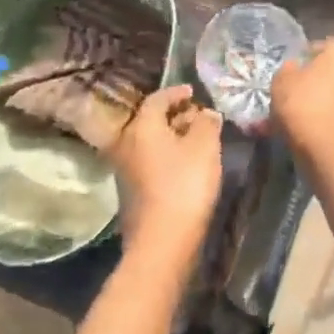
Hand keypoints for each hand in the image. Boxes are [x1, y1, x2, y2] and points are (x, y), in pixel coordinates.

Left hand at [112, 85, 223, 253]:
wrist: (162, 241)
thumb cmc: (184, 185)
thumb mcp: (204, 147)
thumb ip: (207, 123)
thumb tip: (206, 113)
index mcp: (142, 127)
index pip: (157, 99)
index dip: (176, 92)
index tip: (193, 91)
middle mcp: (127, 143)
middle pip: (150, 120)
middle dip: (174, 115)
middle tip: (198, 116)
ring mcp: (125, 170)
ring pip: (150, 143)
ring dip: (171, 137)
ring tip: (196, 139)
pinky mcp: (131, 192)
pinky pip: (150, 162)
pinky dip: (167, 156)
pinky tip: (185, 165)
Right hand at [271, 38, 333, 151]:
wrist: (326, 145)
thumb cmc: (302, 101)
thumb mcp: (282, 80)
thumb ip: (289, 69)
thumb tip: (294, 68)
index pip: (324, 46)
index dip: (307, 57)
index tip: (294, 70)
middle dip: (320, 80)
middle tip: (300, 92)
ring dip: (328, 101)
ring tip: (305, 114)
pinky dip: (333, 119)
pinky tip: (315, 129)